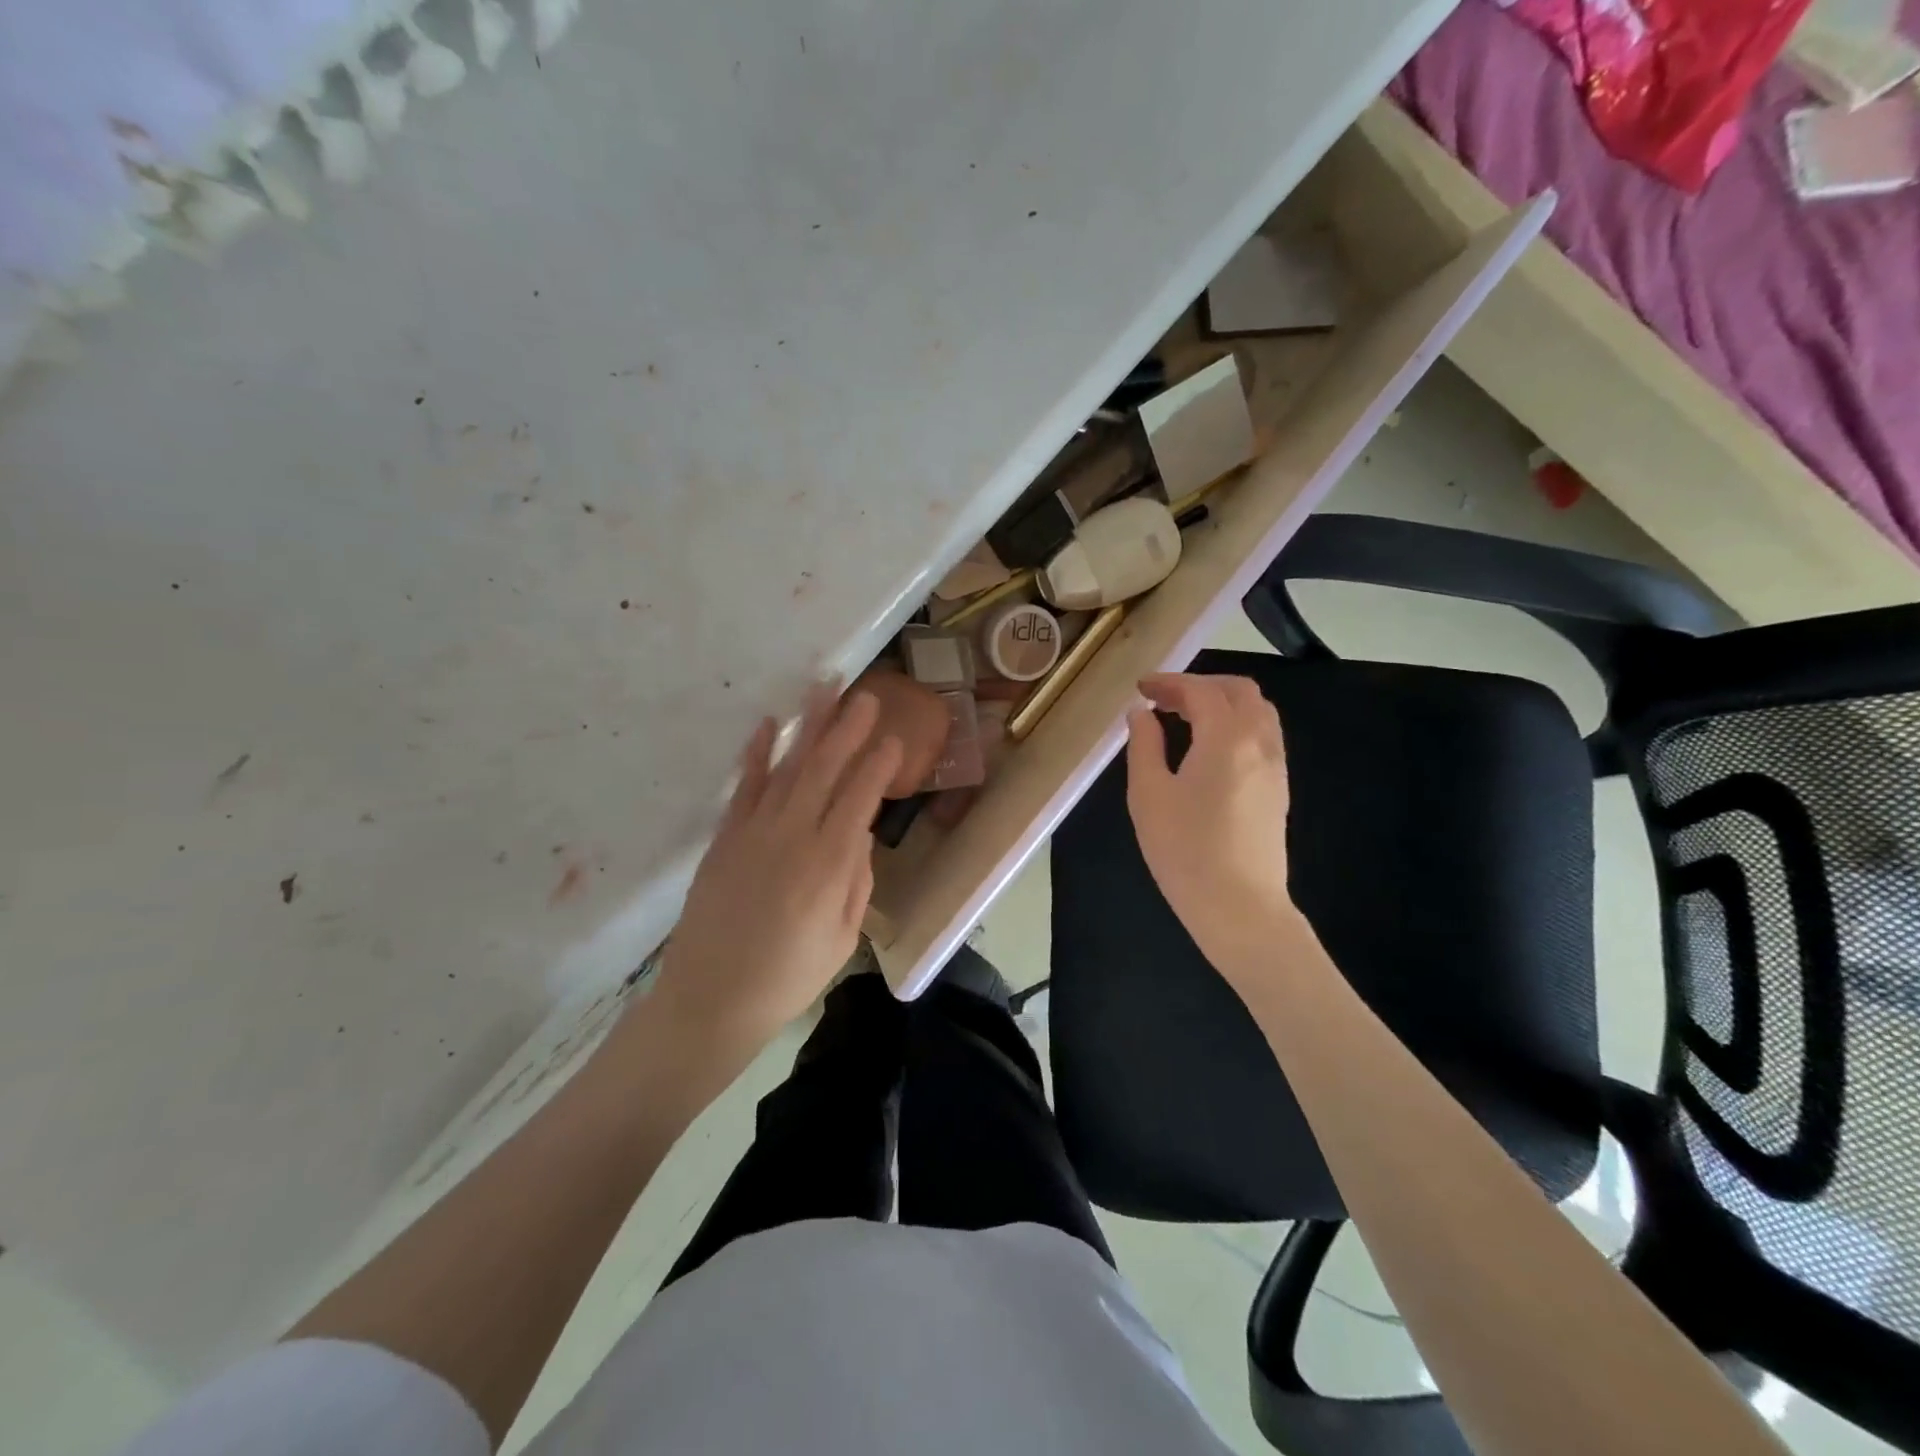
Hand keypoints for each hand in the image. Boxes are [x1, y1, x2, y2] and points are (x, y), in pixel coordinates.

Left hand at [649, 681, 902, 1055]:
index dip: (878, 765)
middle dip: (848, 729)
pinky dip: (756, 754)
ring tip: (825, 690)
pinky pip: (743, 786)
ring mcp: (754, 832)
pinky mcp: (724, 838)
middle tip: (867, 695)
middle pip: (825, 769)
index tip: (894, 739)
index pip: (860, 798)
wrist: (710, 1000)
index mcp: (829, 864)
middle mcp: (793, 836)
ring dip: (809, 726)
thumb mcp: (842, 939)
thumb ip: (857, 882)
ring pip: (787, 767)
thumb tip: (860, 836)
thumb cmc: (787, 978)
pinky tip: (768, 726)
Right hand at [1125, 673, 1303, 986]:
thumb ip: (1144, 745)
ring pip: (1258, 711)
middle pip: (1239, 691)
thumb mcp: (1148, 794)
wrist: (1240, 908)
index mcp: (1226, 737)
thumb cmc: (1185, 851)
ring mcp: (1276, 766)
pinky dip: (1236, 724)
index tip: (1140, 689)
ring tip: (1185, 720)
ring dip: (1222, 703)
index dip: (1169, 683)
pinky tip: (1209, 748)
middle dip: (1200, 685)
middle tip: (1163, 700)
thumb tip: (1141, 714)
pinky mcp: (1278, 789)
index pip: (1200, 691)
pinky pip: (1263, 736)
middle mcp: (1259, 742)